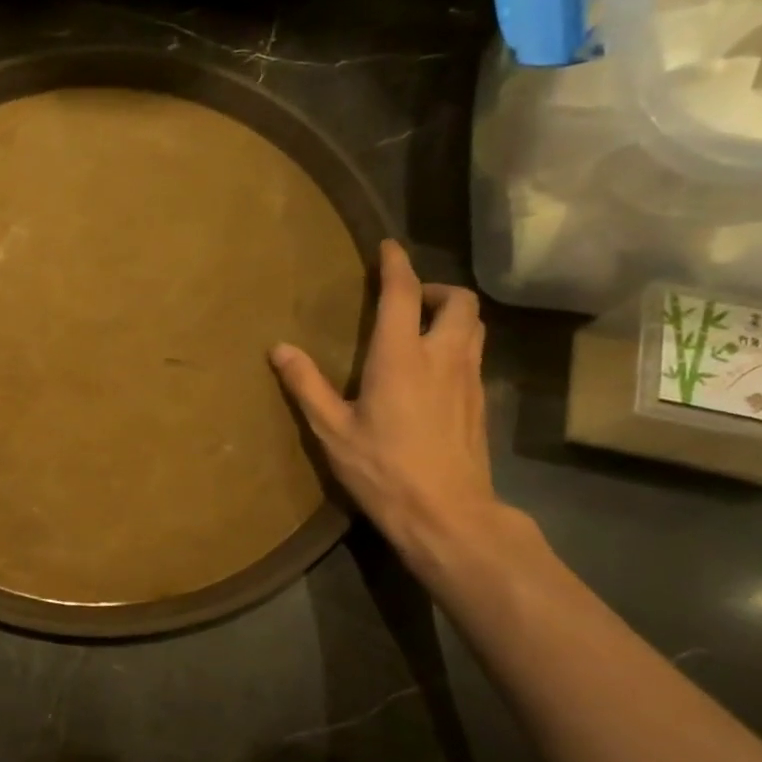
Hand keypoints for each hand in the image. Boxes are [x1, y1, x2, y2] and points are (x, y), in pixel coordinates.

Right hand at [271, 239, 504, 567]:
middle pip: (459, 301)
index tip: (387, 247)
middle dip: (435, 289)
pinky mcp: (481, 403)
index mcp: (401, 357)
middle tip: (406, 301)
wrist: (447, 515)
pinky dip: (457, 345)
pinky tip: (432, 373)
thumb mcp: (332, 430)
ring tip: (420, 330)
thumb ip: (306, 385)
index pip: (404, 294)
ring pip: (475, 326)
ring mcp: (469, 380)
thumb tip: (279, 348)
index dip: (397, 264)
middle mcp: (443, 357)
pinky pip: (474, 355)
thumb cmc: (383, 470)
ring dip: (451, 315)